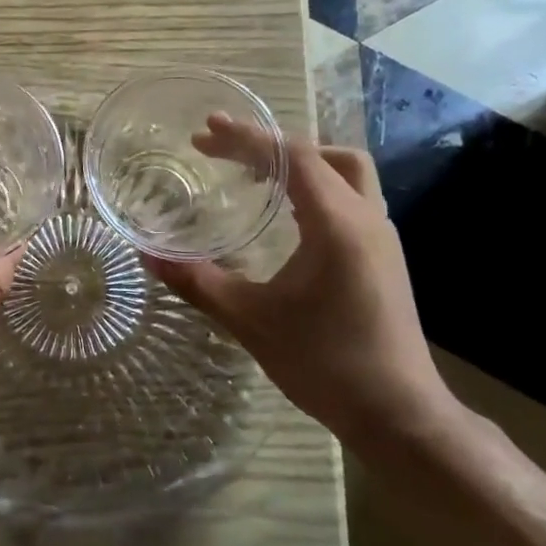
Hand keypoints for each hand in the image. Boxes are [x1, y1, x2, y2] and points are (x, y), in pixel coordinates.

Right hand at [148, 127, 447, 445]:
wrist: (397, 414)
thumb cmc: (325, 363)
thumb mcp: (251, 320)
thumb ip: (198, 282)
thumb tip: (148, 256)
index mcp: (338, 224)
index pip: (293, 157)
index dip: (247, 137)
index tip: (205, 131)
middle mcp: (367, 219)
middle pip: (325, 155)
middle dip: (273, 144)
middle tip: (226, 151)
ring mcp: (381, 238)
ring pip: (346, 175)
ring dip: (300, 164)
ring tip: (254, 173)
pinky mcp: (383, 258)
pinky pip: (350, 200)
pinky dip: (316, 189)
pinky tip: (285, 215)